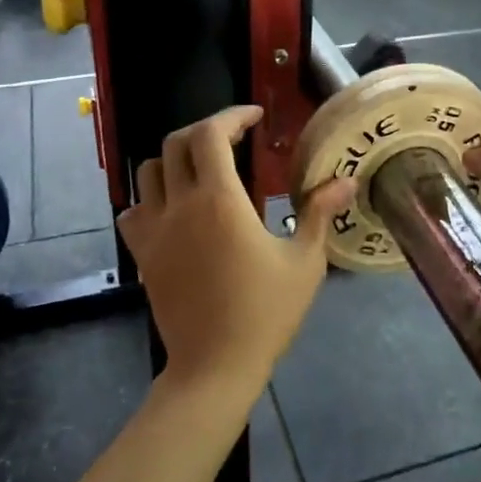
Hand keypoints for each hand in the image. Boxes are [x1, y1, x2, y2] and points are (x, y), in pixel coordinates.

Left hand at [119, 105, 356, 391]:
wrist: (215, 366)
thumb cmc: (266, 312)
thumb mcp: (305, 262)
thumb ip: (320, 213)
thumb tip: (346, 181)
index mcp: (220, 201)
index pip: (211, 135)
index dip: (232, 115)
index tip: (254, 117)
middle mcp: (180, 206)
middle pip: (176, 143)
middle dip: (205, 130)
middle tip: (233, 138)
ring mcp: (154, 231)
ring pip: (149, 172)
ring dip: (176, 159)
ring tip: (204, 170)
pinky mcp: (143, 255)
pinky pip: (134, 210)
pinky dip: (150, 198)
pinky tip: (175, 210)